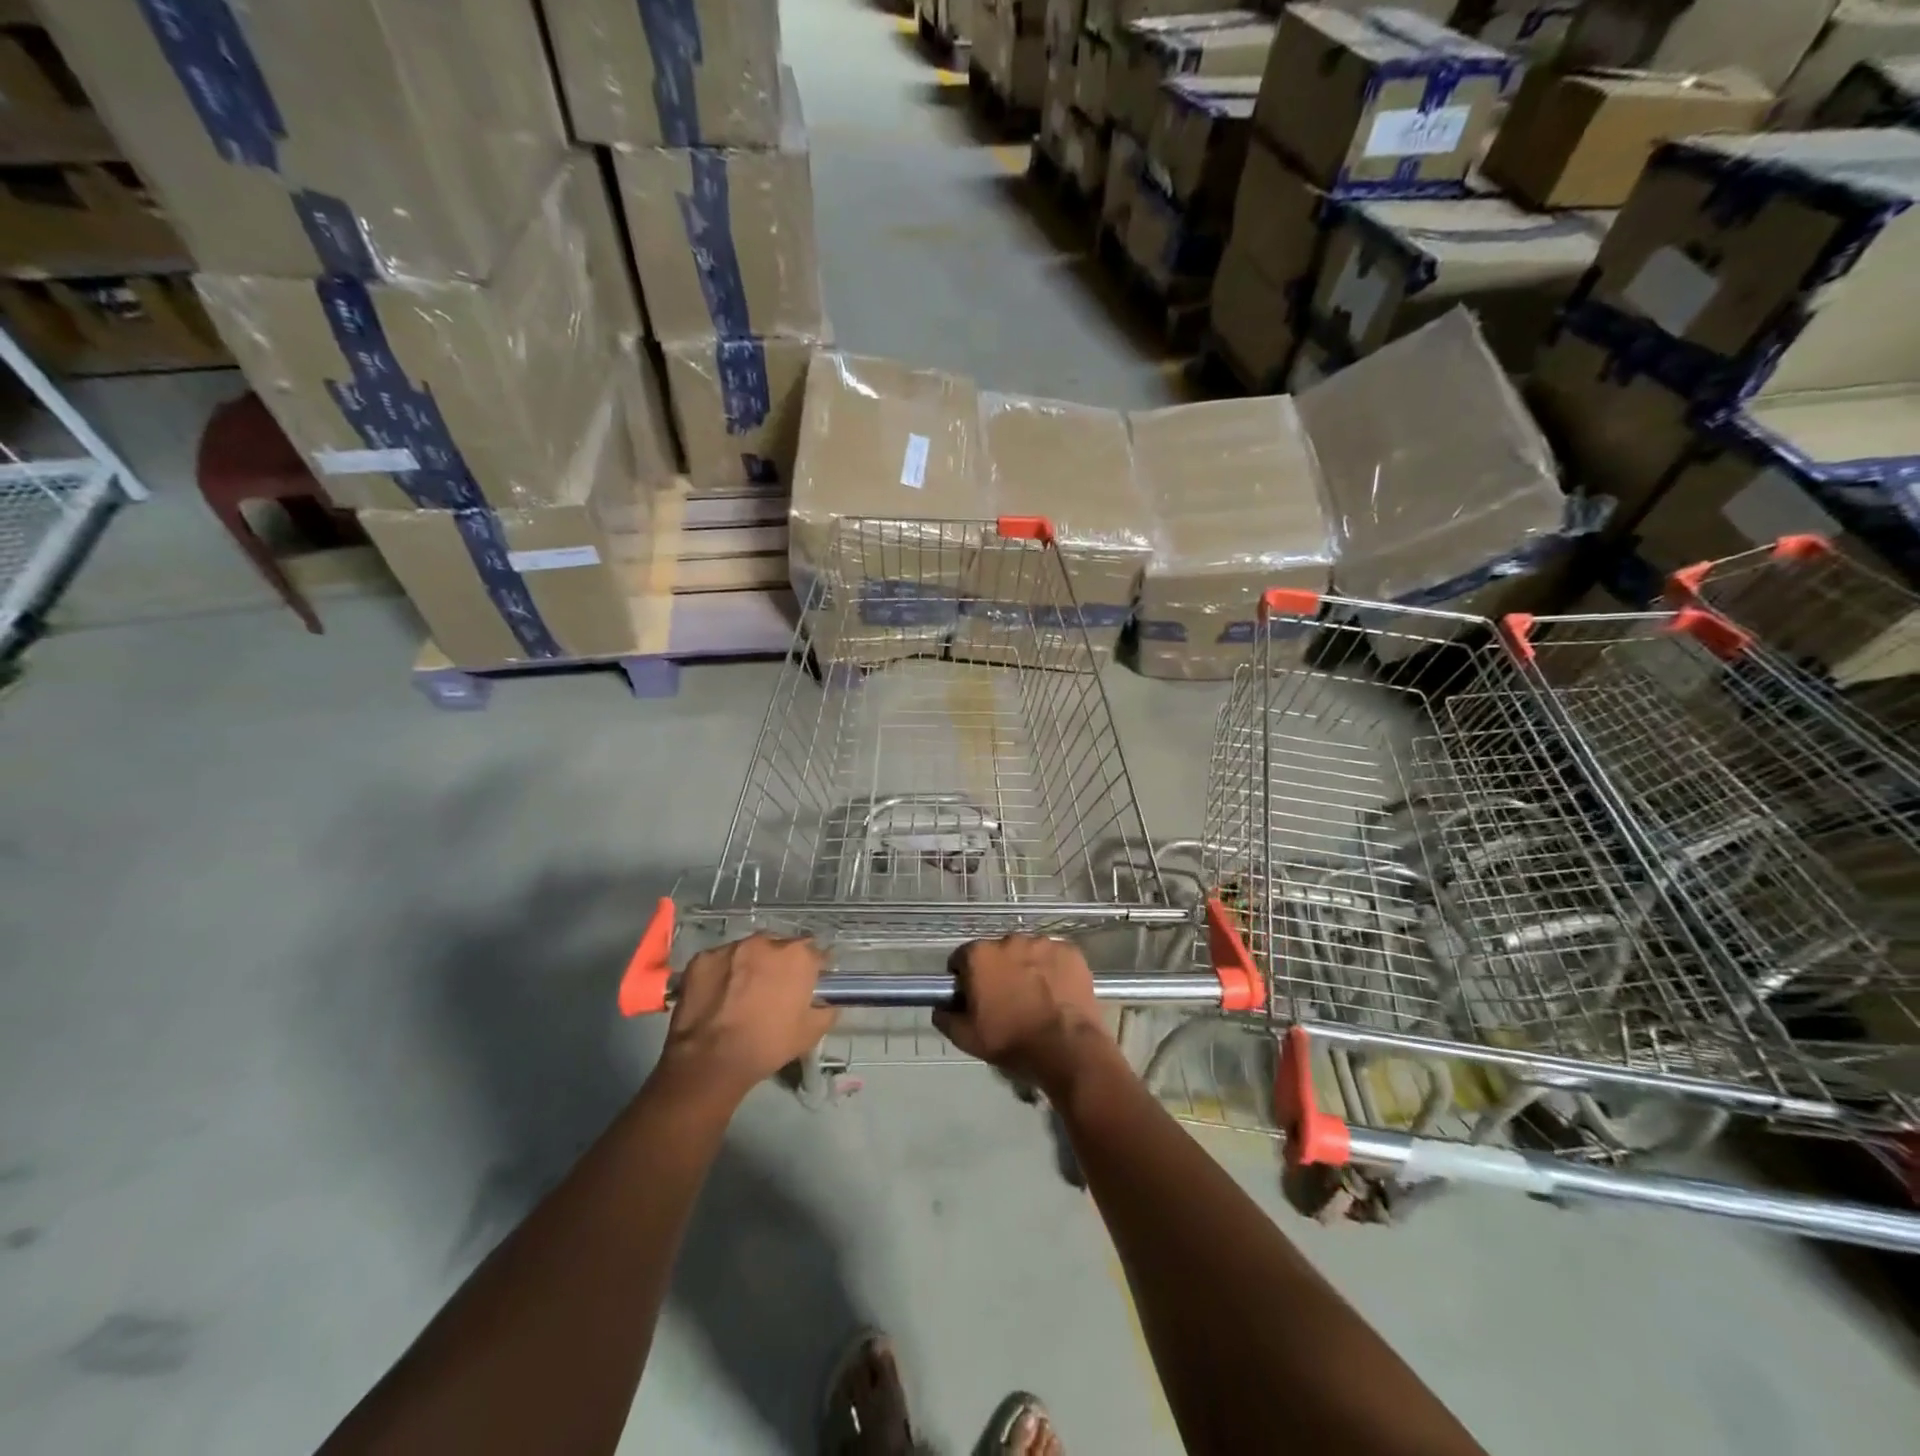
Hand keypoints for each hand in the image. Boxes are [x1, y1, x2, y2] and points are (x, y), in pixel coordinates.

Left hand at [656, 935, 835, 1099]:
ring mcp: (731, 947)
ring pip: (748, 951)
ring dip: (750, 965)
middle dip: (780, 964)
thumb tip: (827, 1002)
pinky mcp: (702, 958)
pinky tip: (718, 995)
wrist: (710, 1060)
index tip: (809, 983)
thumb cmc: (767, 1044)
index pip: (815, 953)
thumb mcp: (811, 1033)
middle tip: (774, 990)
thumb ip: (826, 1010)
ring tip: (742, 992)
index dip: (814, 969)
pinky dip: (722, 973)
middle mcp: (766, 942)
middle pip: (780, 947)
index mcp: (797, 955)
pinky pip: (720, 961)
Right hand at [933, 936, 1111, 1091]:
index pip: (962, 958)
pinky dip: (1053, 970)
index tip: (973, 997)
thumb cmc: (1010, 1040)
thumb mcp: (966, 1037)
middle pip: (997, 953)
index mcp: (980, 955)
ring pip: (1027, 952)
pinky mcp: (1070, 951)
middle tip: (1006, 999)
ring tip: (1036, 997)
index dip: (965, 977)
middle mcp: (1009, 940)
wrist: (1065, 1048)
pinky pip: (1055, 957)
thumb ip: (945, 1017)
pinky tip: (1057, 993)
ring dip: (1026, 968)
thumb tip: (941, 1007)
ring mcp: (1043, 943)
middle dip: (998, 971)